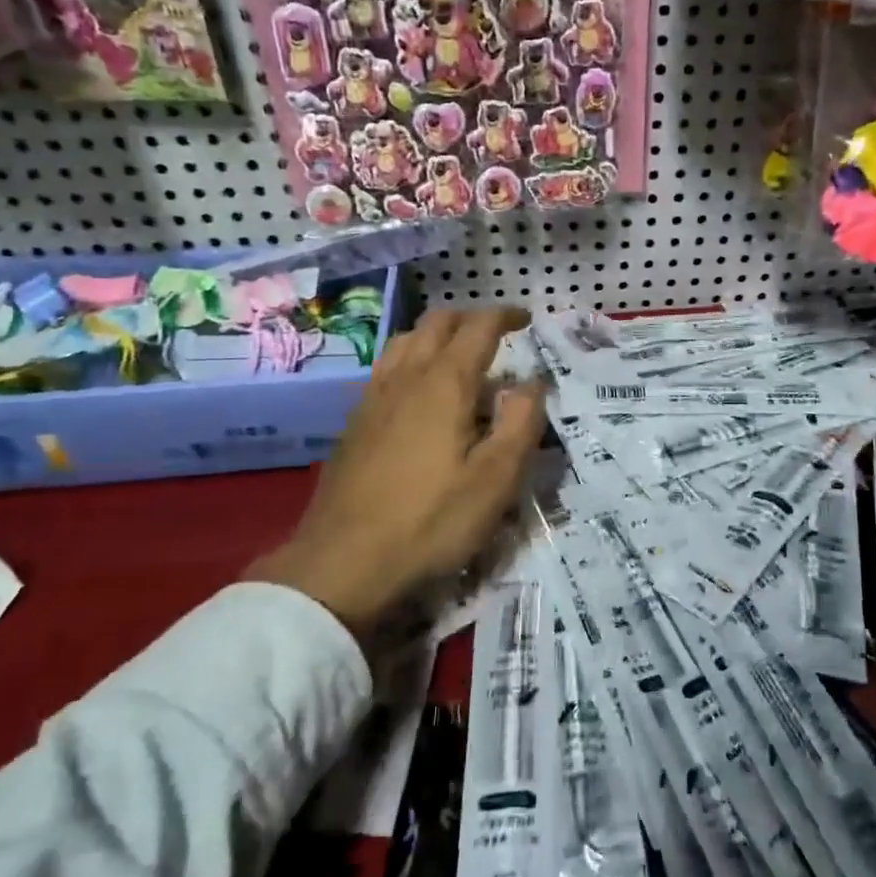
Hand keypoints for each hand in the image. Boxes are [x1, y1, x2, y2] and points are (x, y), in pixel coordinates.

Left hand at [249, 308, 546, 640]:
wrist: (344, 560)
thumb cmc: (431, 520)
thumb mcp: (495, 480)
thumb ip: (521, 424)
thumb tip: (532, 383)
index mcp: (445, 384)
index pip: (478, 327)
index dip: (505, 316)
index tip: (526, 319)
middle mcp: (406, 377)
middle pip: (437, 323)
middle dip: (471, 318)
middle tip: (496, 333)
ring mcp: (373, 397)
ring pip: (406, 341)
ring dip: (436, 334)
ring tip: (458, 355)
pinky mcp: (355, 421)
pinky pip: (386, 367)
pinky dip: (412, 358)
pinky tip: (417, 391)